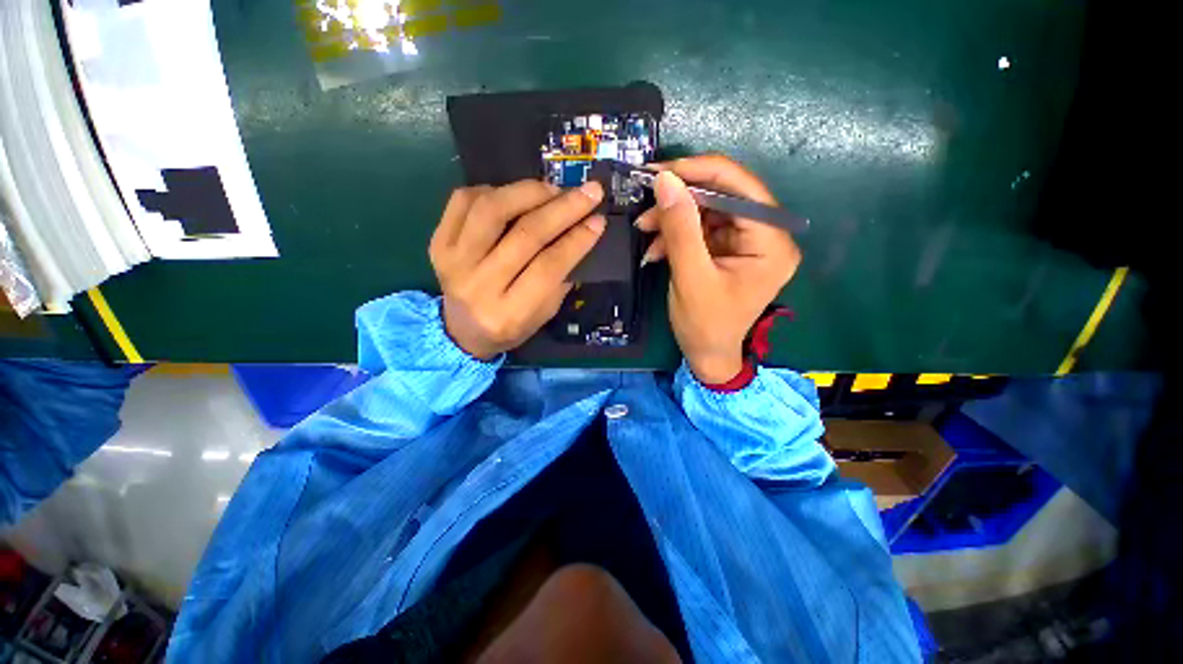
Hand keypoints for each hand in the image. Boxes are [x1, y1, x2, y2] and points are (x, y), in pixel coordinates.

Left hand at [430, 180, 605, 358]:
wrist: (462, 331)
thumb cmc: (511, 326)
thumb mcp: (544, 313)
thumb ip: (560, 278)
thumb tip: (581, 231)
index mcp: (509, 313)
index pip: (548, 267)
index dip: (576, 240)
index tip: (598, 220)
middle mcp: (478, 286)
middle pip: (525, 235)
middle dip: (563, 208)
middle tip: (589, 192)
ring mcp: (453, 261)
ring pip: (492, 209)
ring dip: (529, 192)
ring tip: (553, 190)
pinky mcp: (437, 242)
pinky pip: (463, 200)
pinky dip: (494, 189)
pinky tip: (514, 196)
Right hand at [635, 155, 800, 383]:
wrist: (707, 355)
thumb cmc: (705, 324)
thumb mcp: (690, 276)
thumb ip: (680, 228)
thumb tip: (665, 179)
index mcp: (771, 241)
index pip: (740, 187)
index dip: (699, 172)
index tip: (659, 171)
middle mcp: (767, 234)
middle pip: (723, 196)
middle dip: (680, 200)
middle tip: (645, 202)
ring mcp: (747, 242)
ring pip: (707, 211)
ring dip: (673, 218)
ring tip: (644, 229)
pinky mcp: (729, 250)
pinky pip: (701, 230)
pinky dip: (676, 235)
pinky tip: (656, 248)